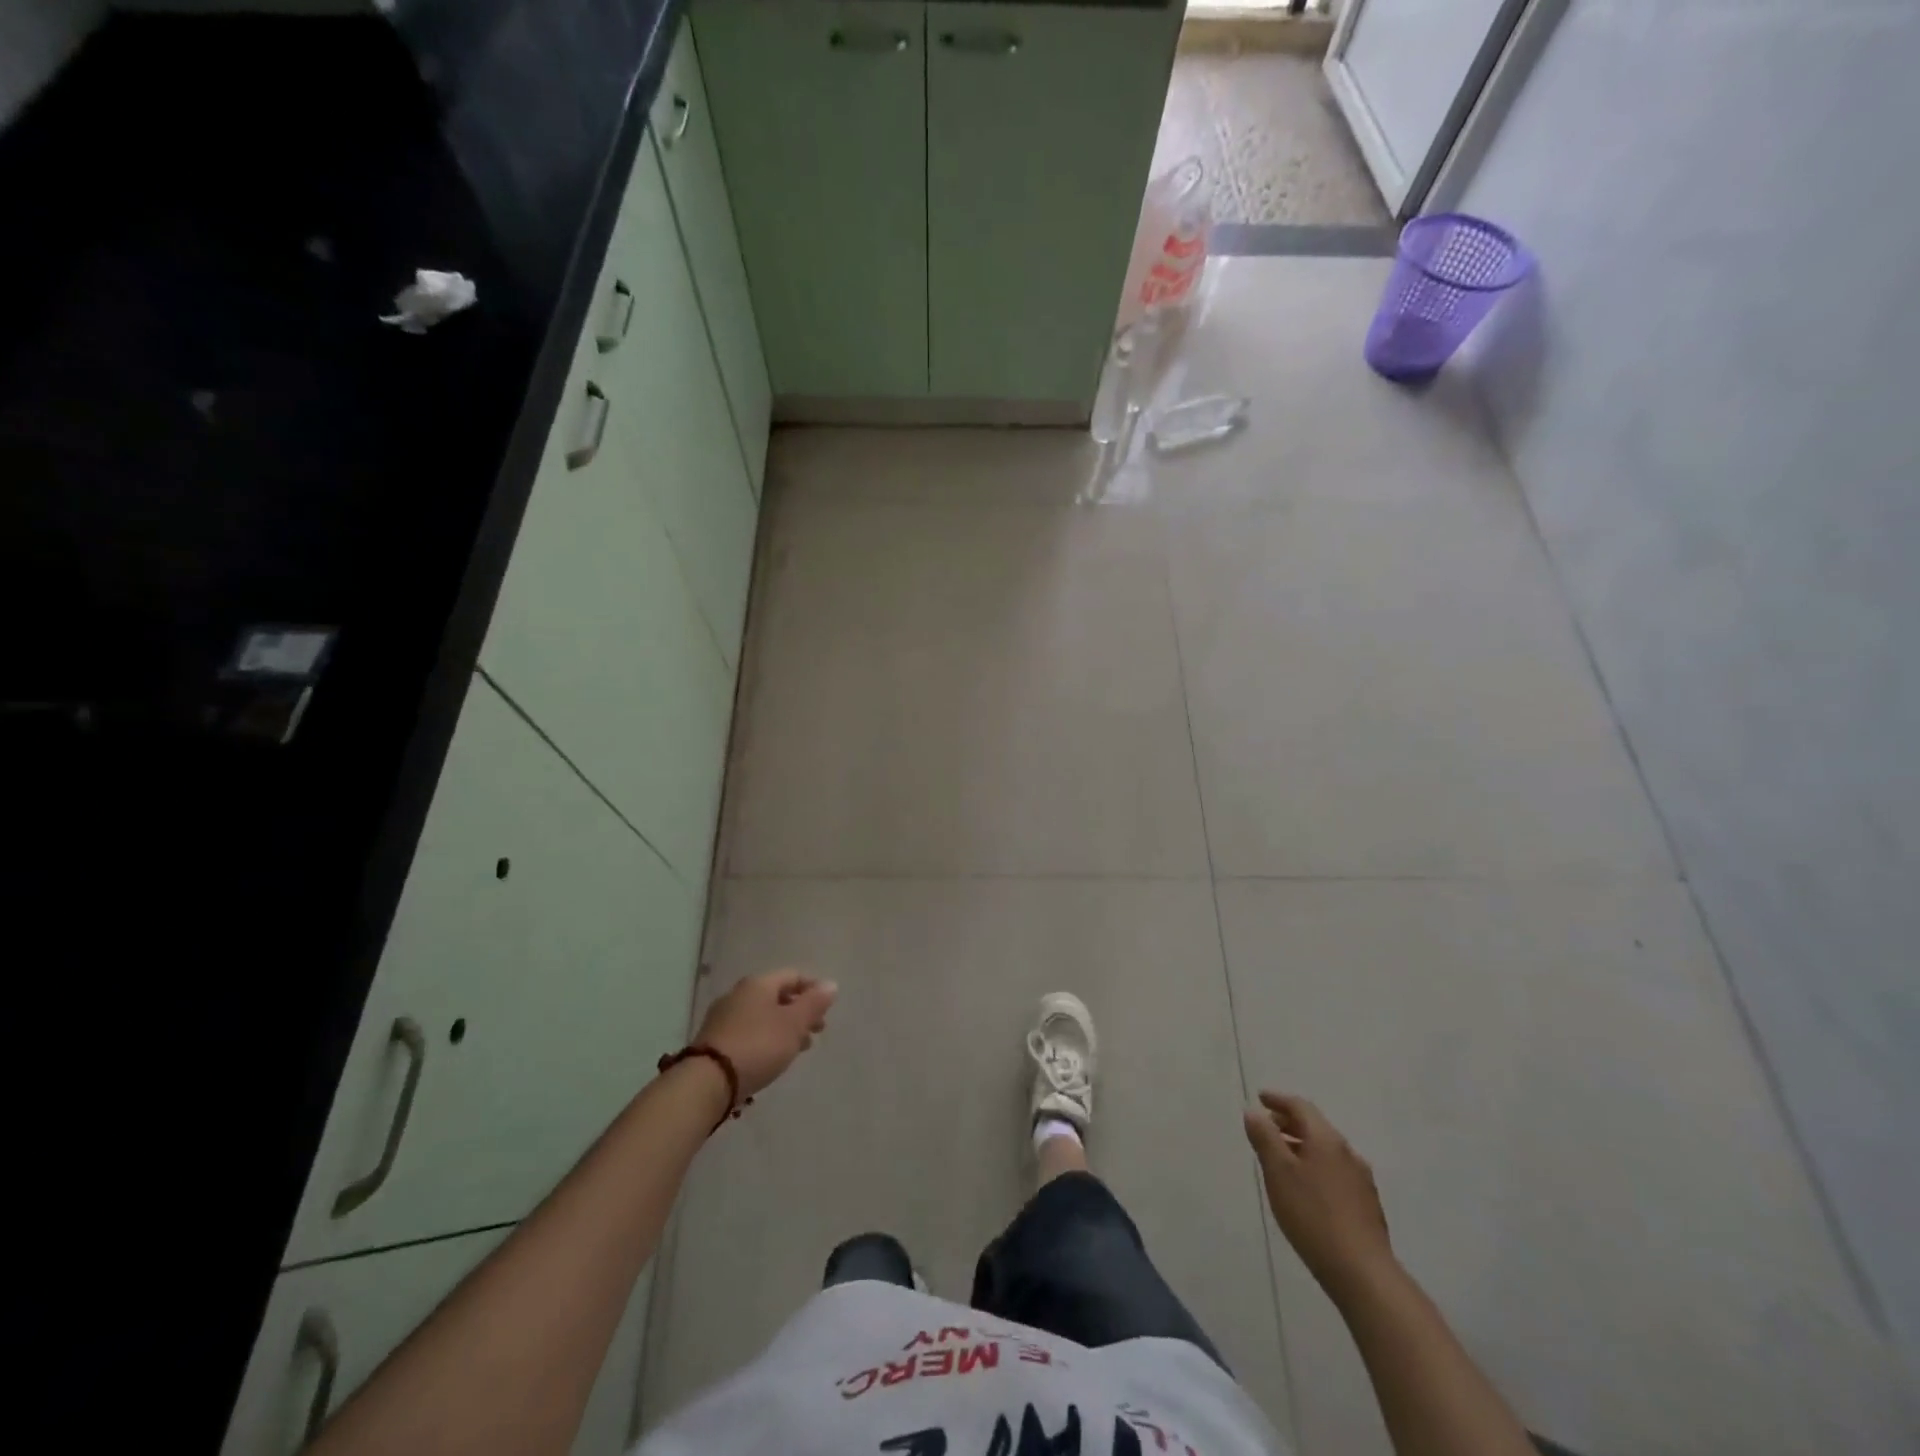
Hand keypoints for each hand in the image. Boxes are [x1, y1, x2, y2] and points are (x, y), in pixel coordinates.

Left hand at [694, 970, 837, 1100]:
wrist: (707, 1081)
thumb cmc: (758, 1045)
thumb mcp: (793, 1024)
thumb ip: (814, 1003)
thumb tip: (830, 984)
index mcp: (759, 983)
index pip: (793, 976)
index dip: (813, 989)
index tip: (827, 1009)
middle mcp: (739, 993)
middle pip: (777, 995)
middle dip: (799, 1011)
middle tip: (815, 1032)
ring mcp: (723, 1016)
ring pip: (762, 1015)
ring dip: (783, 1027)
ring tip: (797, 1049)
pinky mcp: (714, 1040)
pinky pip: (748, 1031)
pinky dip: (765, 1038)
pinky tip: (771, 1057)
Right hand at [1244, 1092, 1395, 1302]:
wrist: (1363, 1273)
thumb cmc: (1313, 1215)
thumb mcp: (1278, 1172)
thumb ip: (1264, 1138)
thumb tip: (1254, 1112)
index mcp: (1326, 1140)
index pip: (1300, 1107)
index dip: (1278, 1100)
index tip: (1260, 1098)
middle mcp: (1347, 1153)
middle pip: (1315, 1127)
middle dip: (1289, 1123)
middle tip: (1266, 1127)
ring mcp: (1361, 1180)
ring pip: (1326, 1151)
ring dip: (1302, 1146)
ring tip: (1282, 1158)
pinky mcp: (1367, 1206)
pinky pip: (1335, 1172)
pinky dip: (1316, 1166)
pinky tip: (1307, 1188)